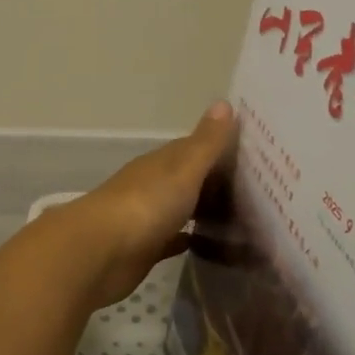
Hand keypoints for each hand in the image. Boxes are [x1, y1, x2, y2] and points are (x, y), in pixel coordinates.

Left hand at [44, 101, 235, 308]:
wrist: (101, 252)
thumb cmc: (145, 204)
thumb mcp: (183, 169)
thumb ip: (206, 142)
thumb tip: (224, 102)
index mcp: (160, 163)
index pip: (191, 147)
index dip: (217, 146)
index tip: (248, 149)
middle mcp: (152, 185)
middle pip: (186, 178)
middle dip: (213, 180)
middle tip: (253, 187)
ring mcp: (146, 217)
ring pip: (179, 207)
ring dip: (201, 208)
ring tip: (240, 215)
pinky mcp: (144, 249)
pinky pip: (171, 239)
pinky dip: (187, 238)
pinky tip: (208, 244)